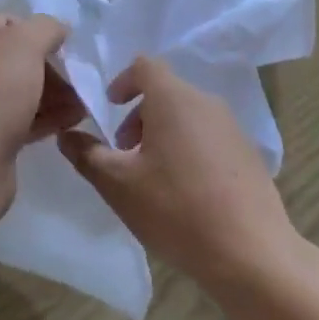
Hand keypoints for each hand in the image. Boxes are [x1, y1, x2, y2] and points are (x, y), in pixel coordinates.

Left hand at [0, 15, 76, 196]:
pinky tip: (74, 121)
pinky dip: (49, 116)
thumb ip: (45, 27)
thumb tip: (58, 29)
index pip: (10, 23)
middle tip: (80, 80)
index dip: (40, 31)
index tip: (67, 47)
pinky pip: (25, 117)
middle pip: (20, 58)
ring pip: (25, 89)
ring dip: (57, 93)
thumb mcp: (24, 46)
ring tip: (84, 104)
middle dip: (53, 67)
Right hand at [58, 57, 297, 293]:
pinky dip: (190, 150)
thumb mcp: (118, 184)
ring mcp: (232, 128)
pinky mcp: (249, 155)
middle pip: (166, 92)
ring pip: (188, 116)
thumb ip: (87, 154)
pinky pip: (210, 138)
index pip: (144, 65)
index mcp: (173, 98)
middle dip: (139, 115)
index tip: (110, 108)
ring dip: (163, 134)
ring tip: (152, 176)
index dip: (122, 81)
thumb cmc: (176, 209)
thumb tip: (66, 135)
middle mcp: (206, 102)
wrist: (252, 254)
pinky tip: (185, 194)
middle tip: (124, 153)